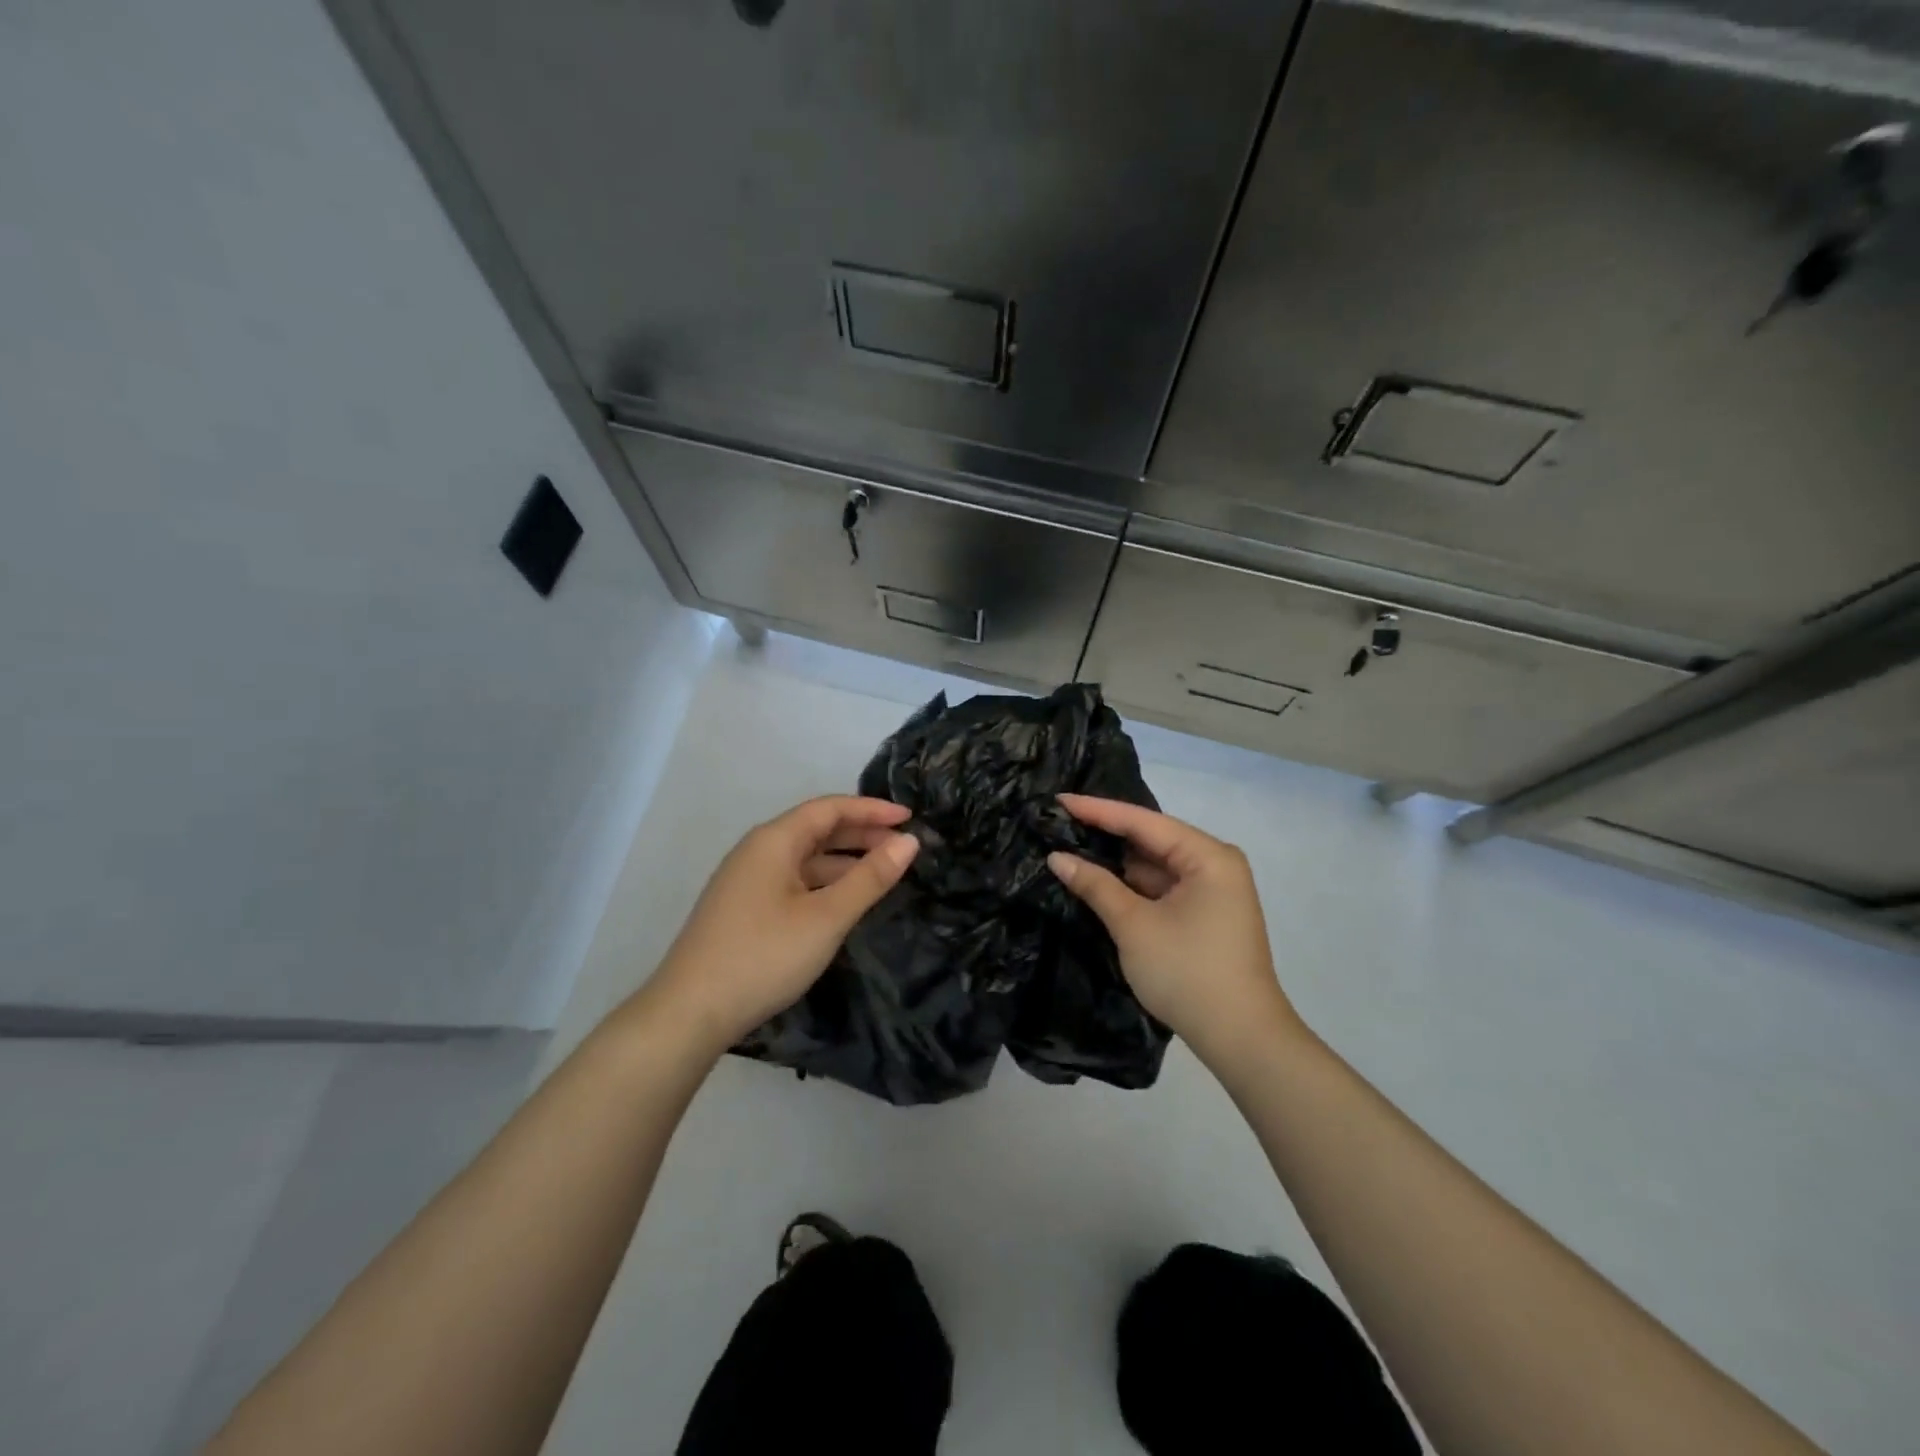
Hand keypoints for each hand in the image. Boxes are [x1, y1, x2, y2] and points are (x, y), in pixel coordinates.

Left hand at [640, 796, 919, 1054]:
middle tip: (903, 846)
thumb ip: (870, 877)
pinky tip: (843, 901)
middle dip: (861, 833)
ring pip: (805, 858)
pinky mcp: (744, 908)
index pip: (830, 808)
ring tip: (883, 873)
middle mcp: (757, 851)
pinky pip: (793, 880)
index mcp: (774, 841)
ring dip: (844, 860)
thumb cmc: (763, 956)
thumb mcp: (826, 917)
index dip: (872, 809)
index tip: (910, 818)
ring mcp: (747, 880)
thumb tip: (909, 841)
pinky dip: (824, 882)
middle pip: (816, 829)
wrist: (689, 1012)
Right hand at [1047, 795, 1299, 1064]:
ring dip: (1116, 862)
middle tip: (1058, 821)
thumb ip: (1095, 885)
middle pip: (1151, 839)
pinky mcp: (1204, 914)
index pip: (1143, 821)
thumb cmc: (1187, 973)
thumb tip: (1057, 857)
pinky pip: (1162, 887)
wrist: (1241, 1039)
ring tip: (1069, 845)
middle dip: (1105, 834)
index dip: (1097, 810)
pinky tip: (1097, 879)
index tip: (1058, 800)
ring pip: (1155, 865)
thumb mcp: (1134, 926)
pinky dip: (1131, 885)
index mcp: (1207, 856)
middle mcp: (1214, 864)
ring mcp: (1212, 890)